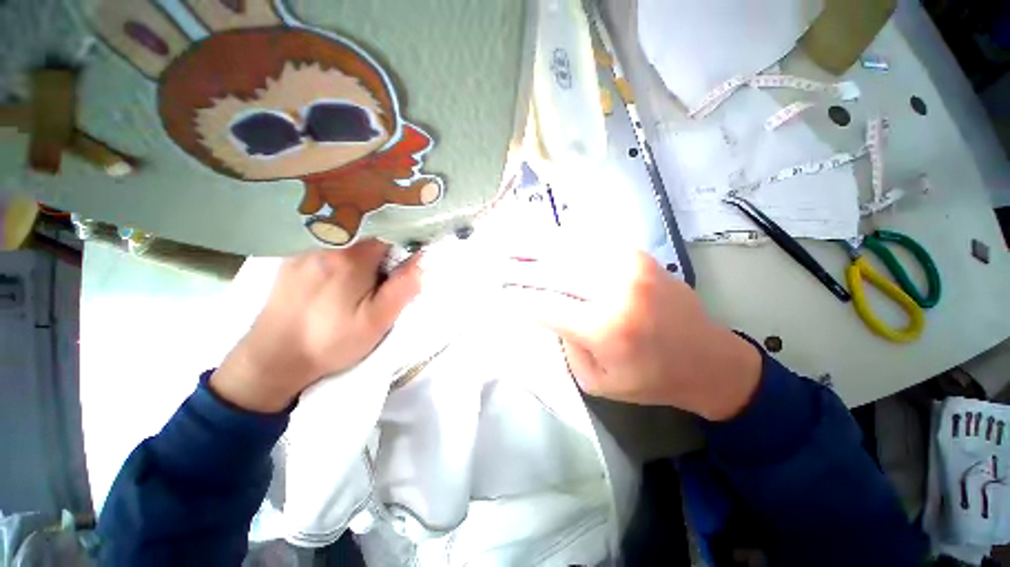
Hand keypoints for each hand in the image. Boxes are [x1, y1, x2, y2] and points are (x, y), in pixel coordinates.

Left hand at [211, 240, 420, 412]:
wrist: (272, 359)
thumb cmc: (331, 341)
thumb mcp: (377, 321)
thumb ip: (402, 288)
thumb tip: (421, 259)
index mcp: (351, 258)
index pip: (389, 233)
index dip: (403, 245)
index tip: (406, 264)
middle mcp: (326, 245)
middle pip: (368, 235)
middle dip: (383, 251)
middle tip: (382, 281)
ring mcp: (304, 250)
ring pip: (347, 240)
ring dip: (361, 254)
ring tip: (358, 284)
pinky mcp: (291, 260)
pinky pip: (327, 247)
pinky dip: (341, 256)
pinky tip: (336, 282)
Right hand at [501, 246, 761, 420]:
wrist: (708, 359)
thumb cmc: (650, 378)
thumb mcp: (596, 381)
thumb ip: (566, 344)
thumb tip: (546, 311)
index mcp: (605, 328)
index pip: (545, 305)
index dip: (517, 297)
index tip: (497, 292)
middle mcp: (615, 289)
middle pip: (553, 271)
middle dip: (519, 267)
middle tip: (494, 262)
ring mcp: (628, 265)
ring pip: (569, 248)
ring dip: (536, 246)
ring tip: (511, 243)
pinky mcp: (636, 254)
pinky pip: (590, 241)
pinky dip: (563, 239)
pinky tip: (545, 238)